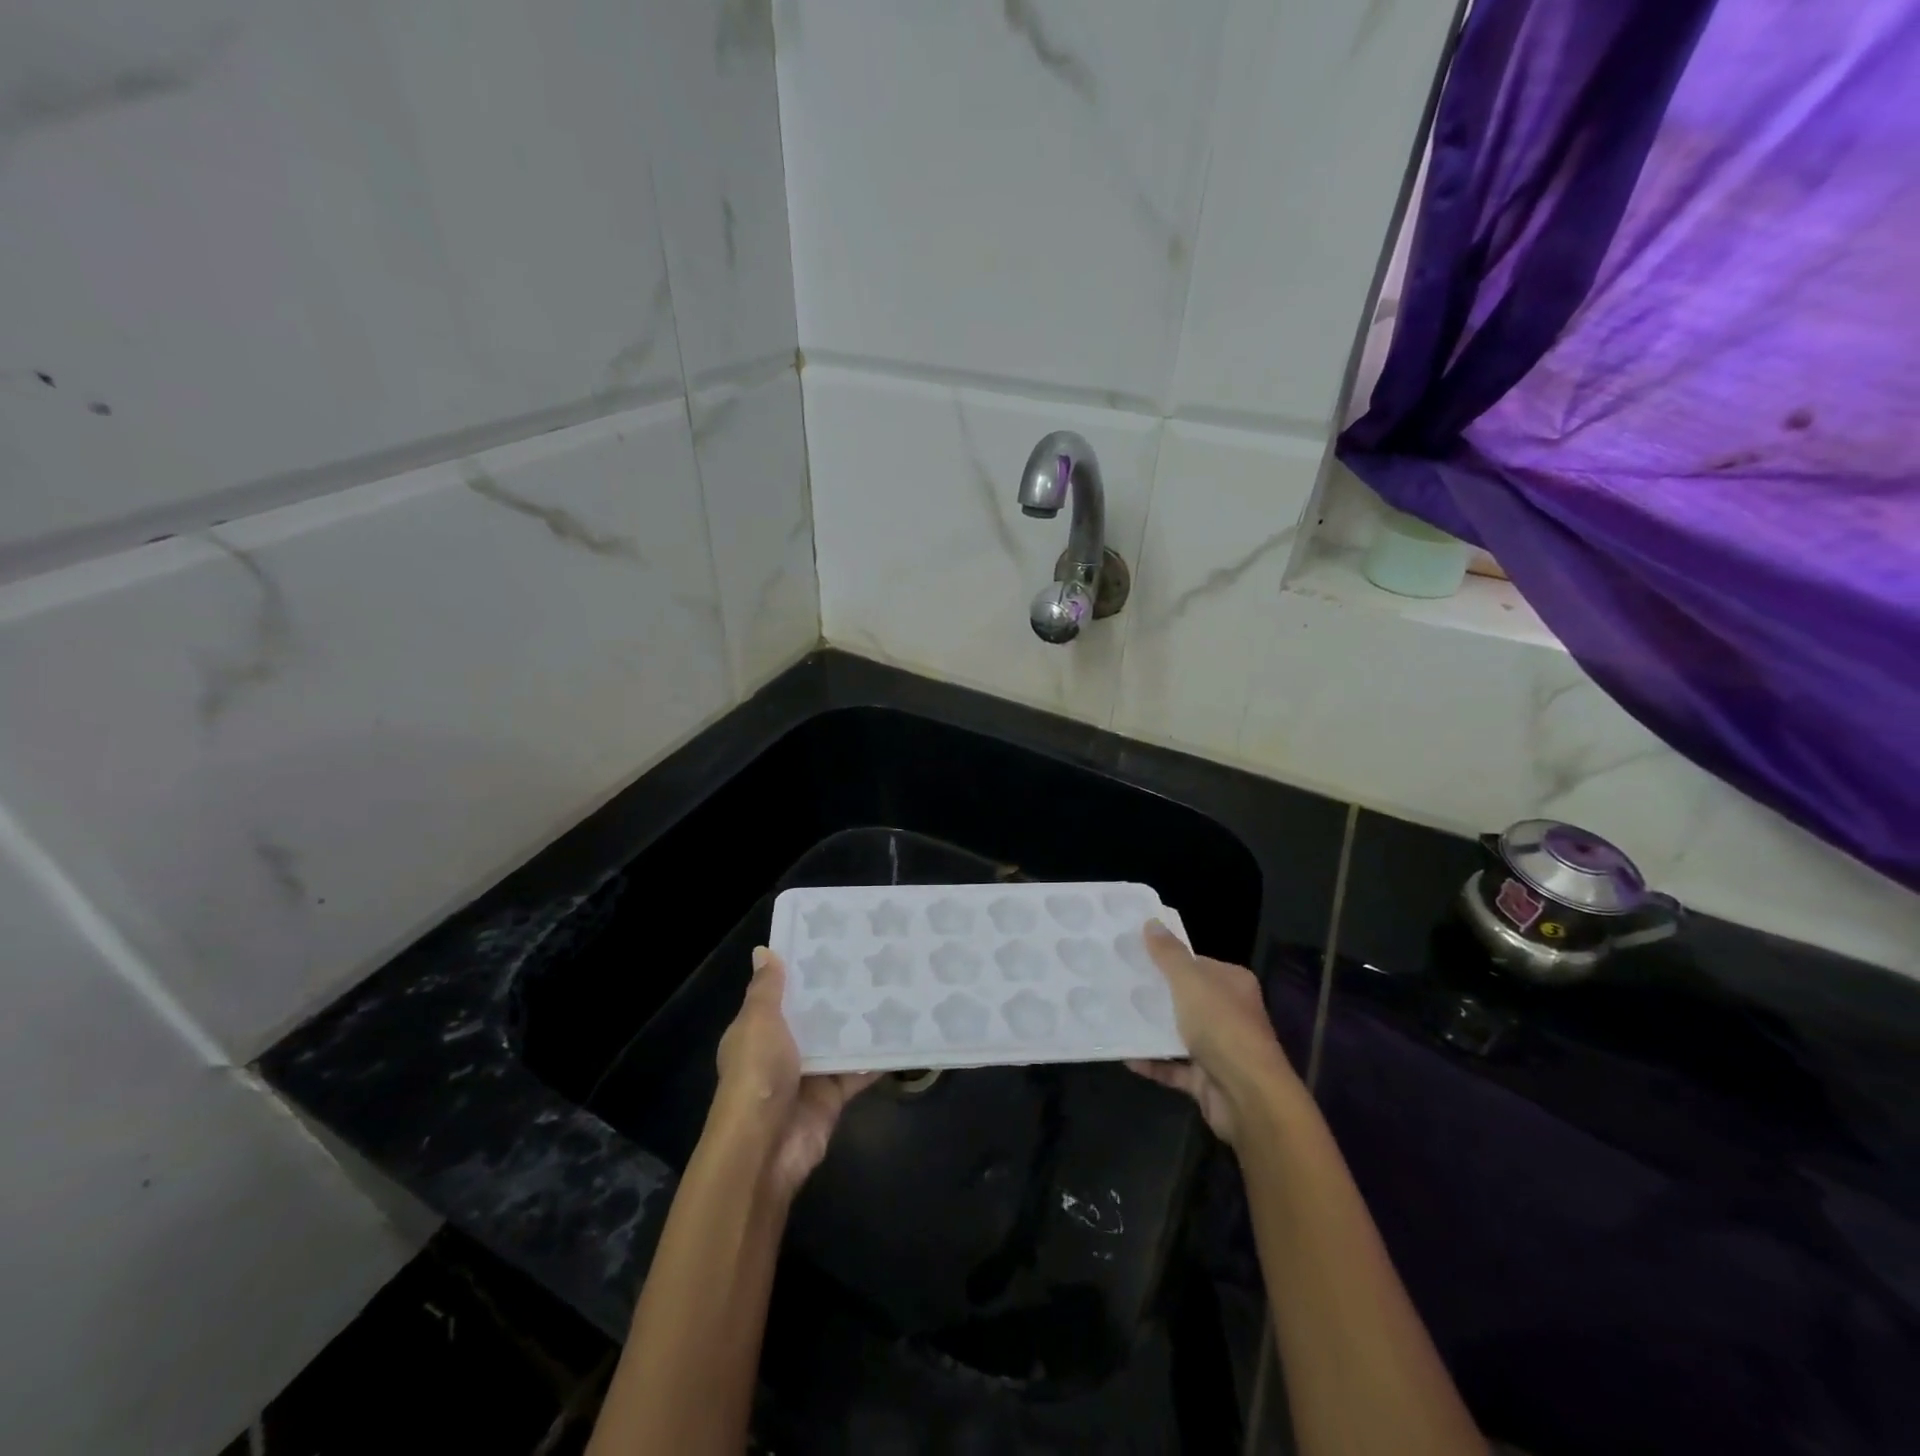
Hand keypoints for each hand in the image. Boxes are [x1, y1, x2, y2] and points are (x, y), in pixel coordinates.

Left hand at [712, 947, 876, 1200]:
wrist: (765, 1147)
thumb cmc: (758, 1075)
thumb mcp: (758, 1023)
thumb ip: (767, 989)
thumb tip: (764, 950)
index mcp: (758, 1030)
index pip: (781, 993)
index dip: (802, 970)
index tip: (832, 940)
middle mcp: (782, 1049)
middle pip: (814, 1016)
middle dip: (838, 993)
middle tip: (873, 958)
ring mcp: (809, 1075)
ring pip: (839, 1042)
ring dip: (860, 1023)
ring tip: (893, 986)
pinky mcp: (833, 1097)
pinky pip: (858, 1072)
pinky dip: (877, 1057)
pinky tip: (903, 1032)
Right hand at [1126, 920, 1299, 1145]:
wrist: (1248, 1097)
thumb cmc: (1222, 1027)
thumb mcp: (1190, 982)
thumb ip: (1169, 954)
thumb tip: (1151, 922)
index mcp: (1232, 984)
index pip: (1197, 964)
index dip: (1168, 960)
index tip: (1134, 955)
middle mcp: (1229, 1014)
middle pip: (1186, 998)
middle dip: (1155, 994)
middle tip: (1118, 984)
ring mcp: (1219, 1049)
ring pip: (1179, 1033)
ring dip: (1151, 1029)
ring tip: (1115, 1015)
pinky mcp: (1207, 1080)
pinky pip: (1173, 1067)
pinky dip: (1152, 1062)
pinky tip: (1125, 1055)